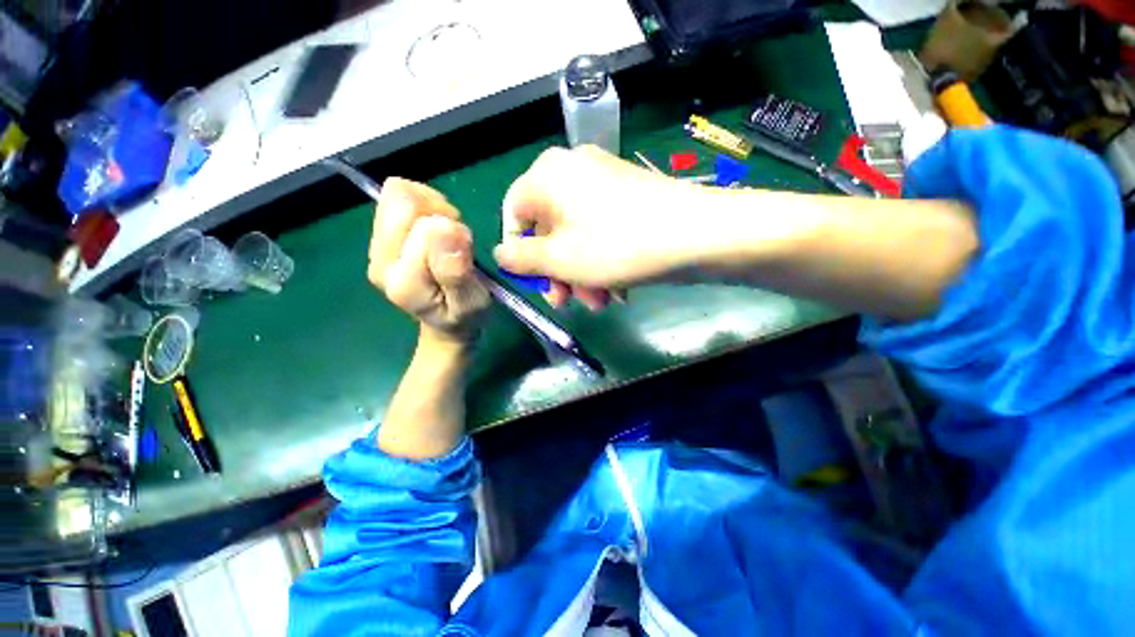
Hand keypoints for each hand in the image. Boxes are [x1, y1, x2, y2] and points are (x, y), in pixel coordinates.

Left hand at [367, 178, 489, 344]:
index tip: (466, 248)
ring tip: (445, 232)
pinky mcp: (379, 237)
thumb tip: (447, 227)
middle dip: (437, 211)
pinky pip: (395, 198)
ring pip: (396, 196)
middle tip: (455, 235)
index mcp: (405, 281)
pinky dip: (421, 204)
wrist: (445, 323)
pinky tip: (433, 227)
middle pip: (402, 203)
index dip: (453, 229)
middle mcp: (381, 262)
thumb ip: (456, 271)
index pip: (425, 227)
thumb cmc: (464, 315)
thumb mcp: (470, 302)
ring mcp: (375, 248)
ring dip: (429, 205)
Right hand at [493, 146, 700, 308]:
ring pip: (576, 236)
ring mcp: (604, 184)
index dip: (518, 251)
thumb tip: (501, 253)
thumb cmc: (617, 246)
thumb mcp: (558, 259)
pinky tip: (616, 290)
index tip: (533, 281)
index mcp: (548, 176)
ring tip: (599, 303)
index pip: (513, 213)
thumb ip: (521, 257)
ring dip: (581, 274)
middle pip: (548, 229)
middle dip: (556, 272)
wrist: (698, 235)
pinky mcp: (628, 199)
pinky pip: (601, 233)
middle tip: (567, 302)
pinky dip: (602, 262)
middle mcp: (573, 171)